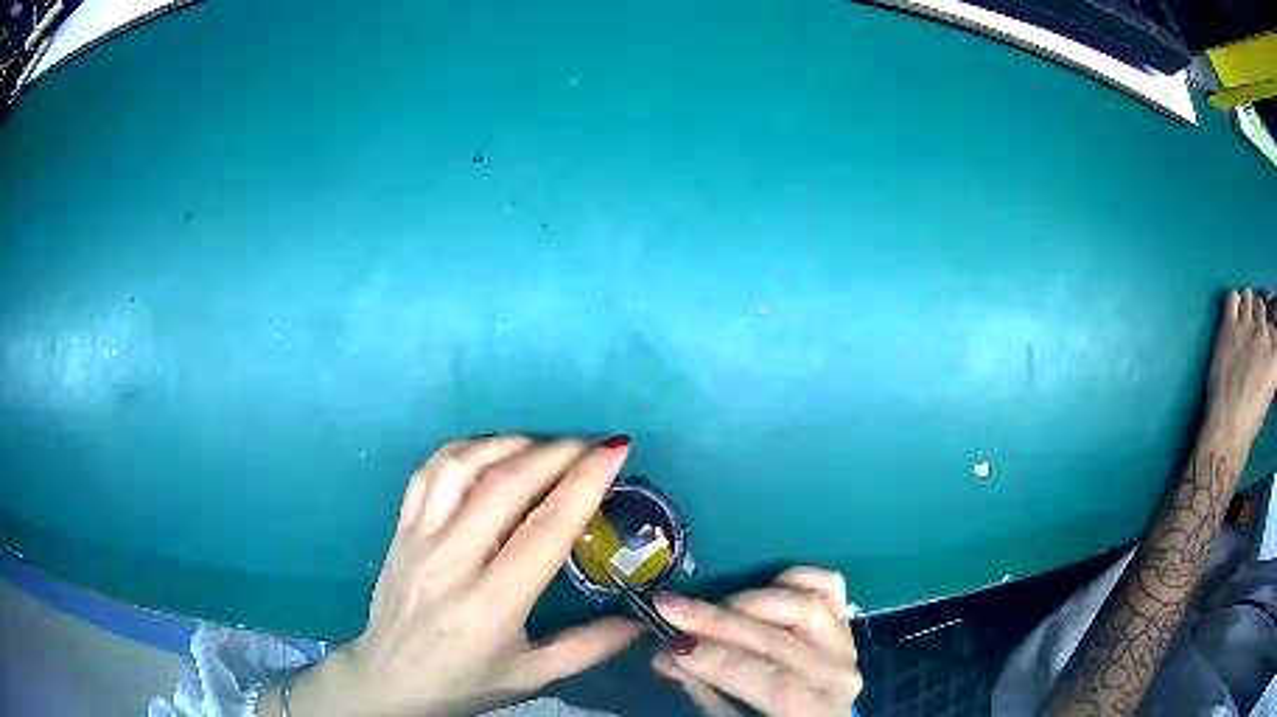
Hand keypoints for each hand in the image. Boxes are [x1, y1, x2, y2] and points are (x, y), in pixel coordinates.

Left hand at [288, 435, 643, 716]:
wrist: (388, 681)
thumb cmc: (464, 683)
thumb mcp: (532, 676)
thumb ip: (590, 647)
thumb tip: (643, 621)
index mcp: (491, 604)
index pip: (545, 529)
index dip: (584, 484)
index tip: (614, 451)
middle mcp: (451, 561)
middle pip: (506, 486)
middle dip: (556, 454)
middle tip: (590, 445)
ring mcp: (418, 540)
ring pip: (462, 468)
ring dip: (508, 445)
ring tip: (542, 447)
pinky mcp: (400, 530)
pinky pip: (428, 473)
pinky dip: (464, 451)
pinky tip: (489, 453)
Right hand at [650, 567, 861, 715]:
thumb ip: (706, 693)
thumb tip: (667, 655)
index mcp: (817, 710)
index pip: (774, 681)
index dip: (721, 661)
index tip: (671, 644)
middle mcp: (839, 674)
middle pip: (780, 640)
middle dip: (717, 623)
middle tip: (670, 609)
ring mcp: (846, 644)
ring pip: (806, 604)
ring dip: (752, 600)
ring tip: (714, 607)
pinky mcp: (845, 623)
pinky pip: (830, 586)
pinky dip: (797, 577)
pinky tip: (765, 585)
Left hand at [1205, 289, 1276, 450]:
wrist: (1228, 426)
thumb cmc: (1250, 418)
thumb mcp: (1269, 388)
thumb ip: (1271, 363)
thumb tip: (1269, 349)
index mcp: (1274, 354)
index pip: (1276, 327)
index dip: (1272, 332)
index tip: (1269, 337)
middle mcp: (1263, 334)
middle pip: (1262, 308)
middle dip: (1259, 316)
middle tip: (1254, 330)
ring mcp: (1246, 326)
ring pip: (1248, 296)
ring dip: (1247, 305)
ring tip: (1244, 318)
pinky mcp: (1229, 326)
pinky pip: (1232, 297)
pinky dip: (1233, 301)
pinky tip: (1233, 313)